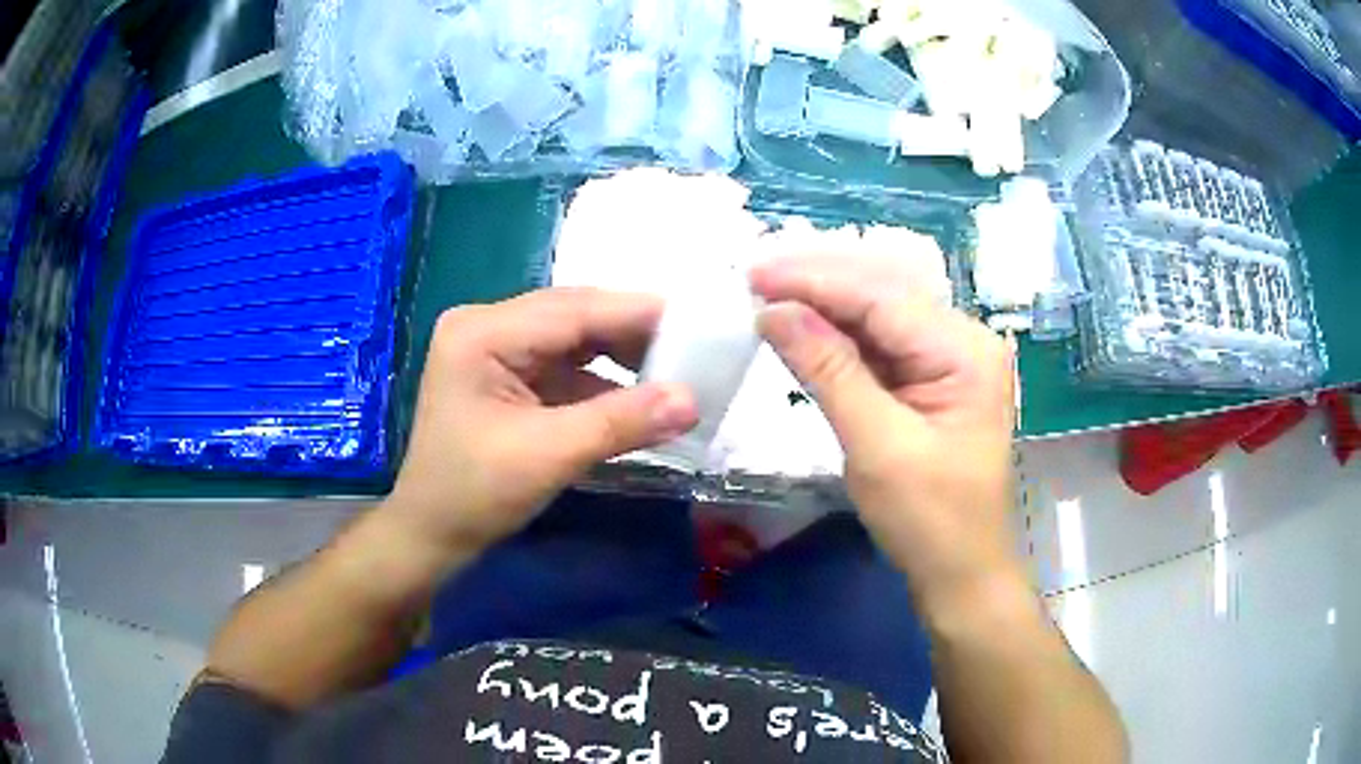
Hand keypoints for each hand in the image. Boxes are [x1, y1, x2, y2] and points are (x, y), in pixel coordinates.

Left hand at [382, 288, 698, 555]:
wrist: (431, 535)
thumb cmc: (474, 495)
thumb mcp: (549, 456)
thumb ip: (621, 422)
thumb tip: (693, 400)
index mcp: (483, 332)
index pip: (574, 309)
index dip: (639, 314)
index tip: (701, 323)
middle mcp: (487, 326)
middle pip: (575, 317)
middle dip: (634, 334)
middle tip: (695, 348)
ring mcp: (495, 349)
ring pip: (574, 339)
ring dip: (622, 356)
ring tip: (677, 370)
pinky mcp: (507, 375)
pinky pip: (566, 366)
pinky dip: (603, 381)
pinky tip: (639, 394)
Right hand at [750, 255, 1021, 612]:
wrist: (962, 575)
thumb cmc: (930, 520)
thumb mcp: (877, 446)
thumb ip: (828, 371)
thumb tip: (774, 311)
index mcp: (964, 350)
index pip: (881, 297)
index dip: (813, 281)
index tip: (752, 274)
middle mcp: (962, 341)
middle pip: (881, 297)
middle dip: (816, 287)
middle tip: (751, 281)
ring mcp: (948, 361)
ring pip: (877, 319)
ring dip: (823, 310)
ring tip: (766, 299)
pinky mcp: (930, 383)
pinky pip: (879, 349)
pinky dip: (838, 342)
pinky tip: (802, 332)